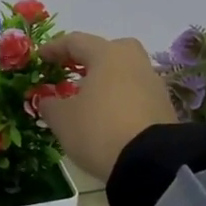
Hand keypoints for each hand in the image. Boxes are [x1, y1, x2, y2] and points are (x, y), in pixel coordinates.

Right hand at [35, 31, 180, 180]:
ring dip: (106, 81)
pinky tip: (109, 116)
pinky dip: (120, 99)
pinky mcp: (165, 107)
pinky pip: (136, 93)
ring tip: (89, 99)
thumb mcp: (63, 119)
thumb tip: (47, 100)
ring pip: (125, 72)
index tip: (40, 58)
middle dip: (89, 59)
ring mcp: (153, 84)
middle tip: (73, 72)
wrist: (152, 164)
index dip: (54, 48)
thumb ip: (50, 104)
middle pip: (109, 50)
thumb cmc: (99, 130)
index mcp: (107, 54)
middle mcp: (134, 61)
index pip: (76, 41)